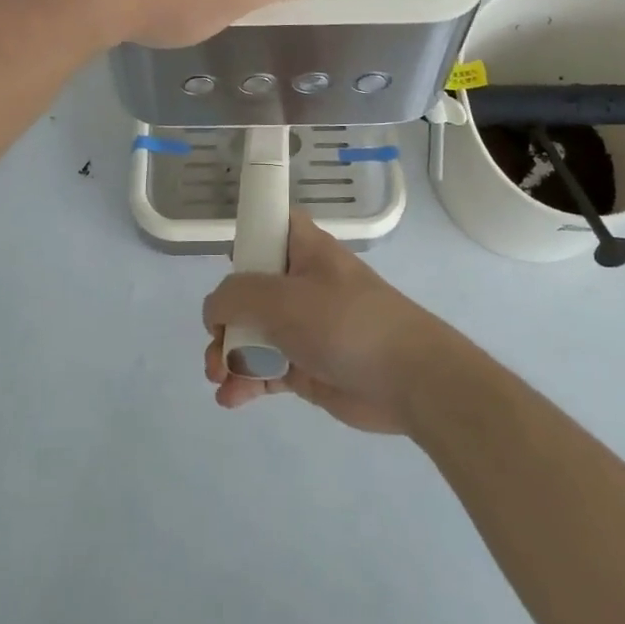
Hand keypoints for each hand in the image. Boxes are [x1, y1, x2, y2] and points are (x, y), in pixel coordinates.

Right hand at [201, 211, 452, 434]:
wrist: (409, 380)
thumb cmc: (345, 322)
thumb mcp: (282, 298)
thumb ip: (236, 297)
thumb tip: (215, 312)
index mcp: (303, 249)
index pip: (269, 225)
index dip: (245, 237)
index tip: (226, 265)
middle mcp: (301, 283)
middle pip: (248, 289)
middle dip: (225, 318)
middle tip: (216, 345)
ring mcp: (304, 327)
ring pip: (252, 333)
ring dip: (229, 355)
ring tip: (218, 377)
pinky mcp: (307, 366)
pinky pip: (265, 369)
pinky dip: (246, 382)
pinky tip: (231, 398)